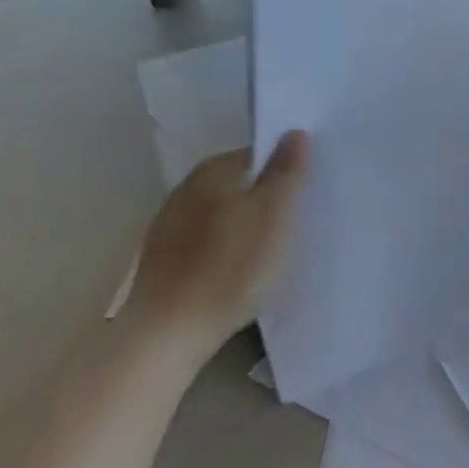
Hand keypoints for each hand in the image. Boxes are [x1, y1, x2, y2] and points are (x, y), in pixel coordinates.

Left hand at [123, 132, 309, 365]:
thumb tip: (294, 132)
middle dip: (264, 196)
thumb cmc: (231, 266)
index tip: (306, 192)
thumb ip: (286, 171)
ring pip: (221, 213)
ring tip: (270, 248)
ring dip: (243, 224)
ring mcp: (168, 226)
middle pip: (238, 184)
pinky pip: (205, 241)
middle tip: (295, 220)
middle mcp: (186, 189)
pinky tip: (237, 270)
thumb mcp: (275, 214)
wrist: (167, 334)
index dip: (284, 170)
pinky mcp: (162, 261)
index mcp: (213, 171)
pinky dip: (224, 248)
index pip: (258, 155)